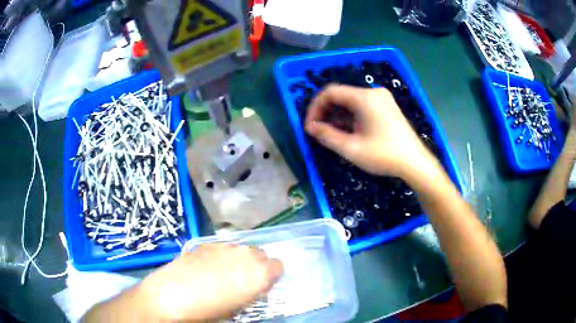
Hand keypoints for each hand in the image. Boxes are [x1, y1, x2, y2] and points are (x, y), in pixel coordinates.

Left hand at [135, 243, 282, 321]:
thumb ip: (251, 294)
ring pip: (241, 249)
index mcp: (258, 273)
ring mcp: (224, 246)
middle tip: (243, 280)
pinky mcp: (206, 244)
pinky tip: (207, 268)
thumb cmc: (208, 311)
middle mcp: (245, 254)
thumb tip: (254, 288)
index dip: (271, 276)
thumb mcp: (237, 309)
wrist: (171, 295)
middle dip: (256, 265)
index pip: (278, 266)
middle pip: (261, 253)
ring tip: (223, 273)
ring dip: (239, 259)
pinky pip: (222, 248)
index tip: (261, 286)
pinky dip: (221, 256)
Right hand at [305, 84, 435, 177]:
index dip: (315, 107)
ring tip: (330, 134)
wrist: (415, 163)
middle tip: (318, 131)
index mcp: (364, 97)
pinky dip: (350, 116)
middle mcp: (373, 92)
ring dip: (337, 115)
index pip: (330, 92)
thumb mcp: (351, 148)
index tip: (310, 126)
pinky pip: (362, 106)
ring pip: (351, 101)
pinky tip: (347, 131)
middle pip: (341, 95)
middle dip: (326, 112)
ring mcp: (382, 99)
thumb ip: (327, 135)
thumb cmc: (384, 155)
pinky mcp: (386, 107)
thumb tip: (310, 127)